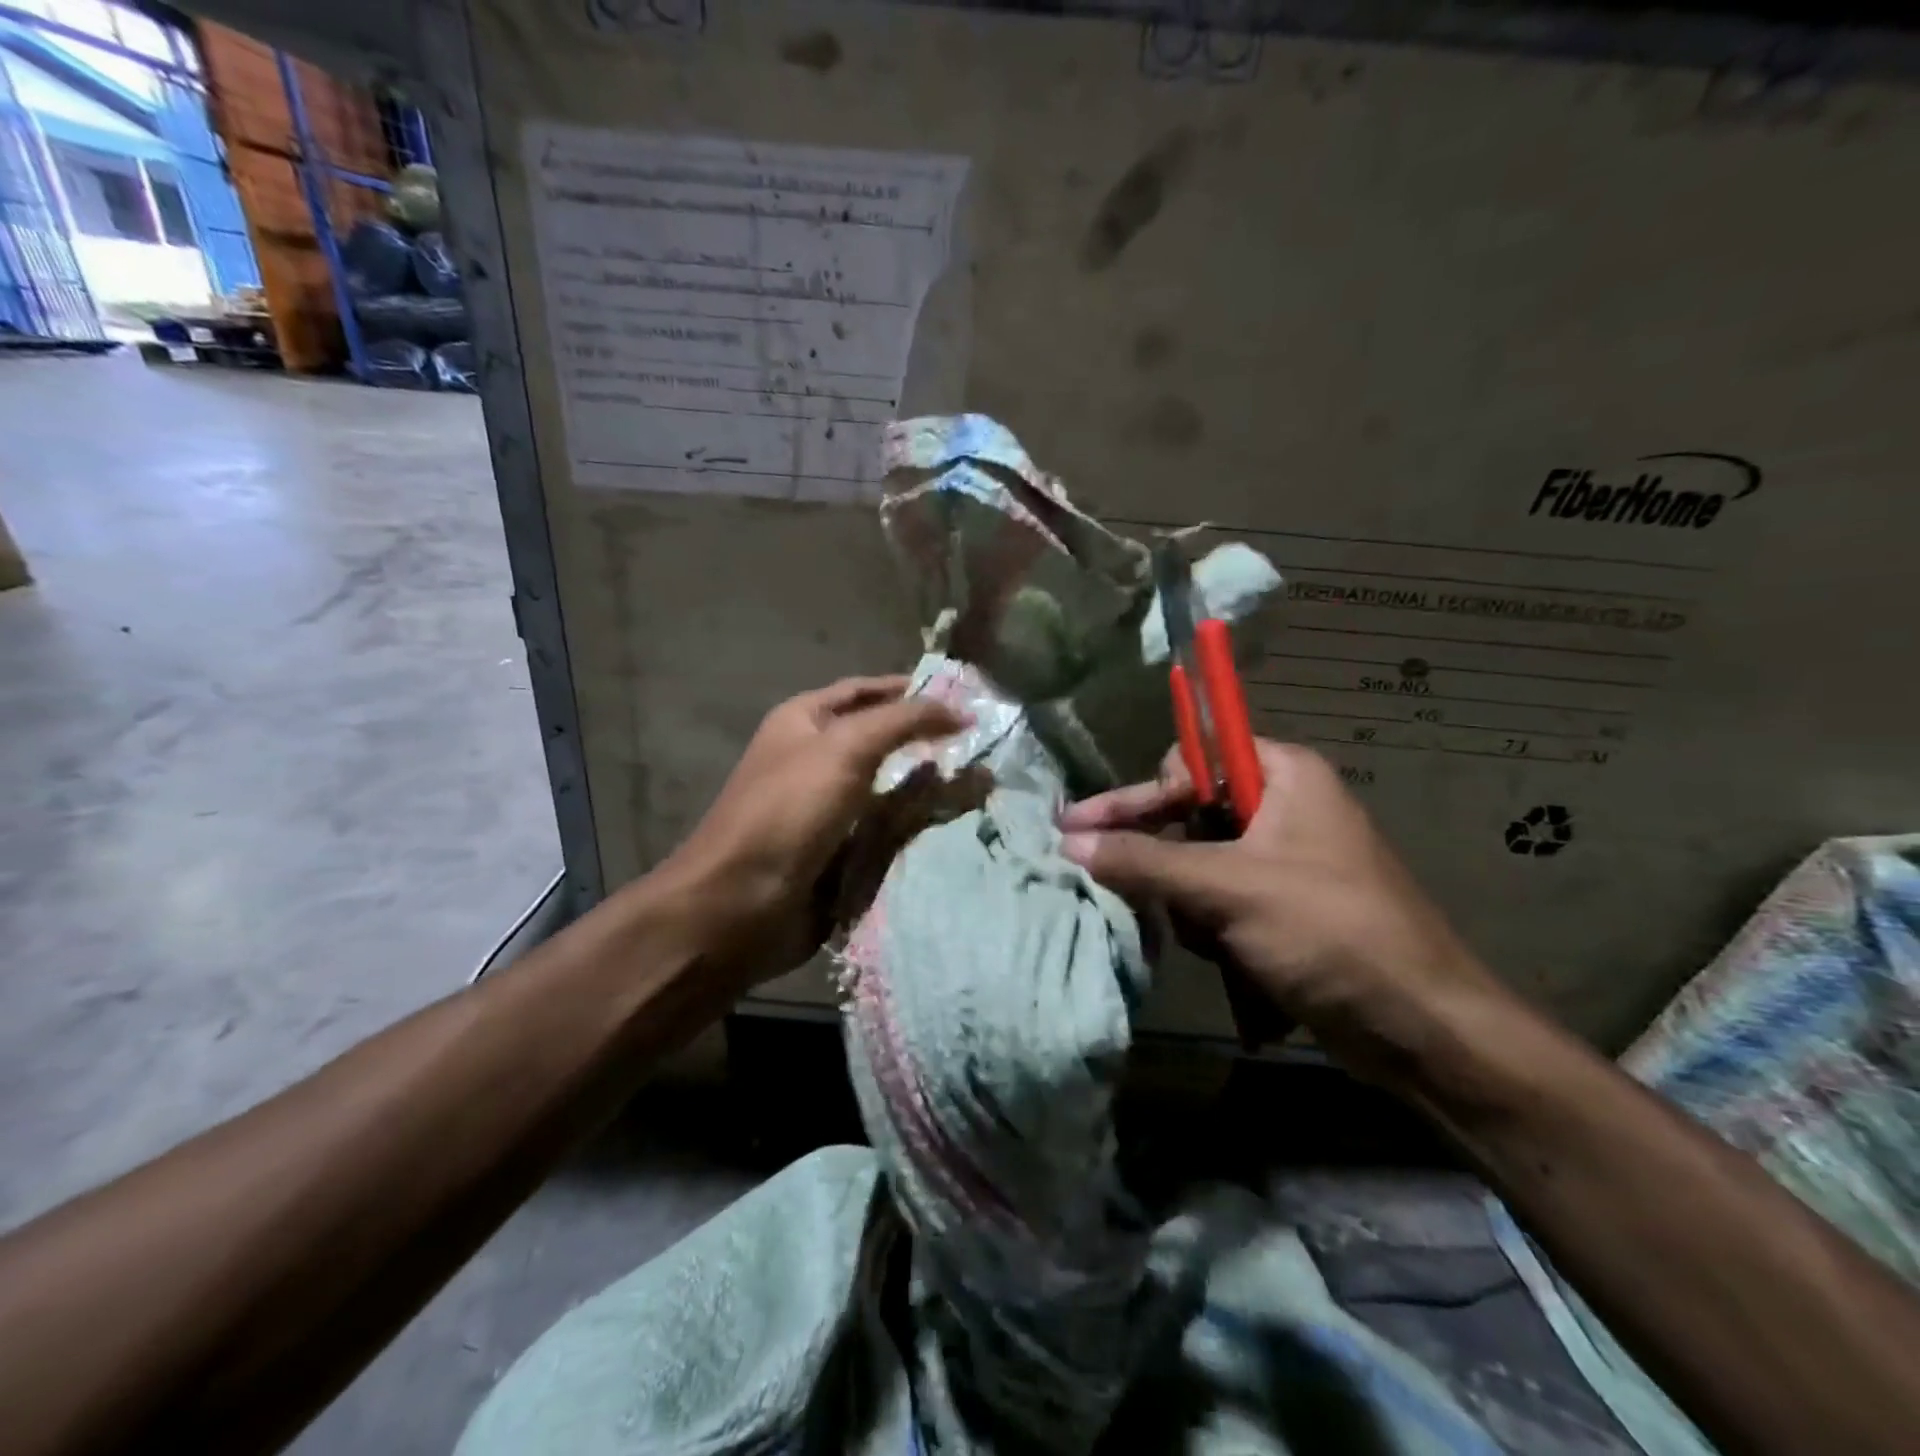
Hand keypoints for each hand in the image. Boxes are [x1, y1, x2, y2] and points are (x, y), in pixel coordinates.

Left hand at [655, 676, 964, 990]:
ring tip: (986, 785)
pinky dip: (920, 828)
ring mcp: (830, 810)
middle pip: (883, 741)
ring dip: (932, 789)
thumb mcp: (846, 748)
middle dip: (929, 742)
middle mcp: (816, 760)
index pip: (865, 692)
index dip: (911, 690)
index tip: (963, 697)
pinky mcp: (843, 853)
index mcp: (804, 722)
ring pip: (893, 790)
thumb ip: (903, 721)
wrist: (741, 904)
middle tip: (984, 744)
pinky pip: (890, 832)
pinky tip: (960, 825)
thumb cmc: (789, 810)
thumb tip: (959, 710)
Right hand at [1059, 740, 1509, 1087]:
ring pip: (1197, 862)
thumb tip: (1069, 843)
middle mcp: (1282, 808)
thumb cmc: (1330, 932)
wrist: (1420, 1028)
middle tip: (1092, 870)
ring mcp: (1281, 861)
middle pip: (1189, 812)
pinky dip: (1207, 924)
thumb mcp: (1229, 888)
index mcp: (1284, 776)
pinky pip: (1218, 898)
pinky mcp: (1280, 907)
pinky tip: (1220, 955)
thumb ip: (1144, 861)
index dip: (1149, 790)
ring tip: (1204, 935)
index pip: (1194, 758)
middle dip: (1157, 854)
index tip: (1097, 822)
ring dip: (1185, 900)